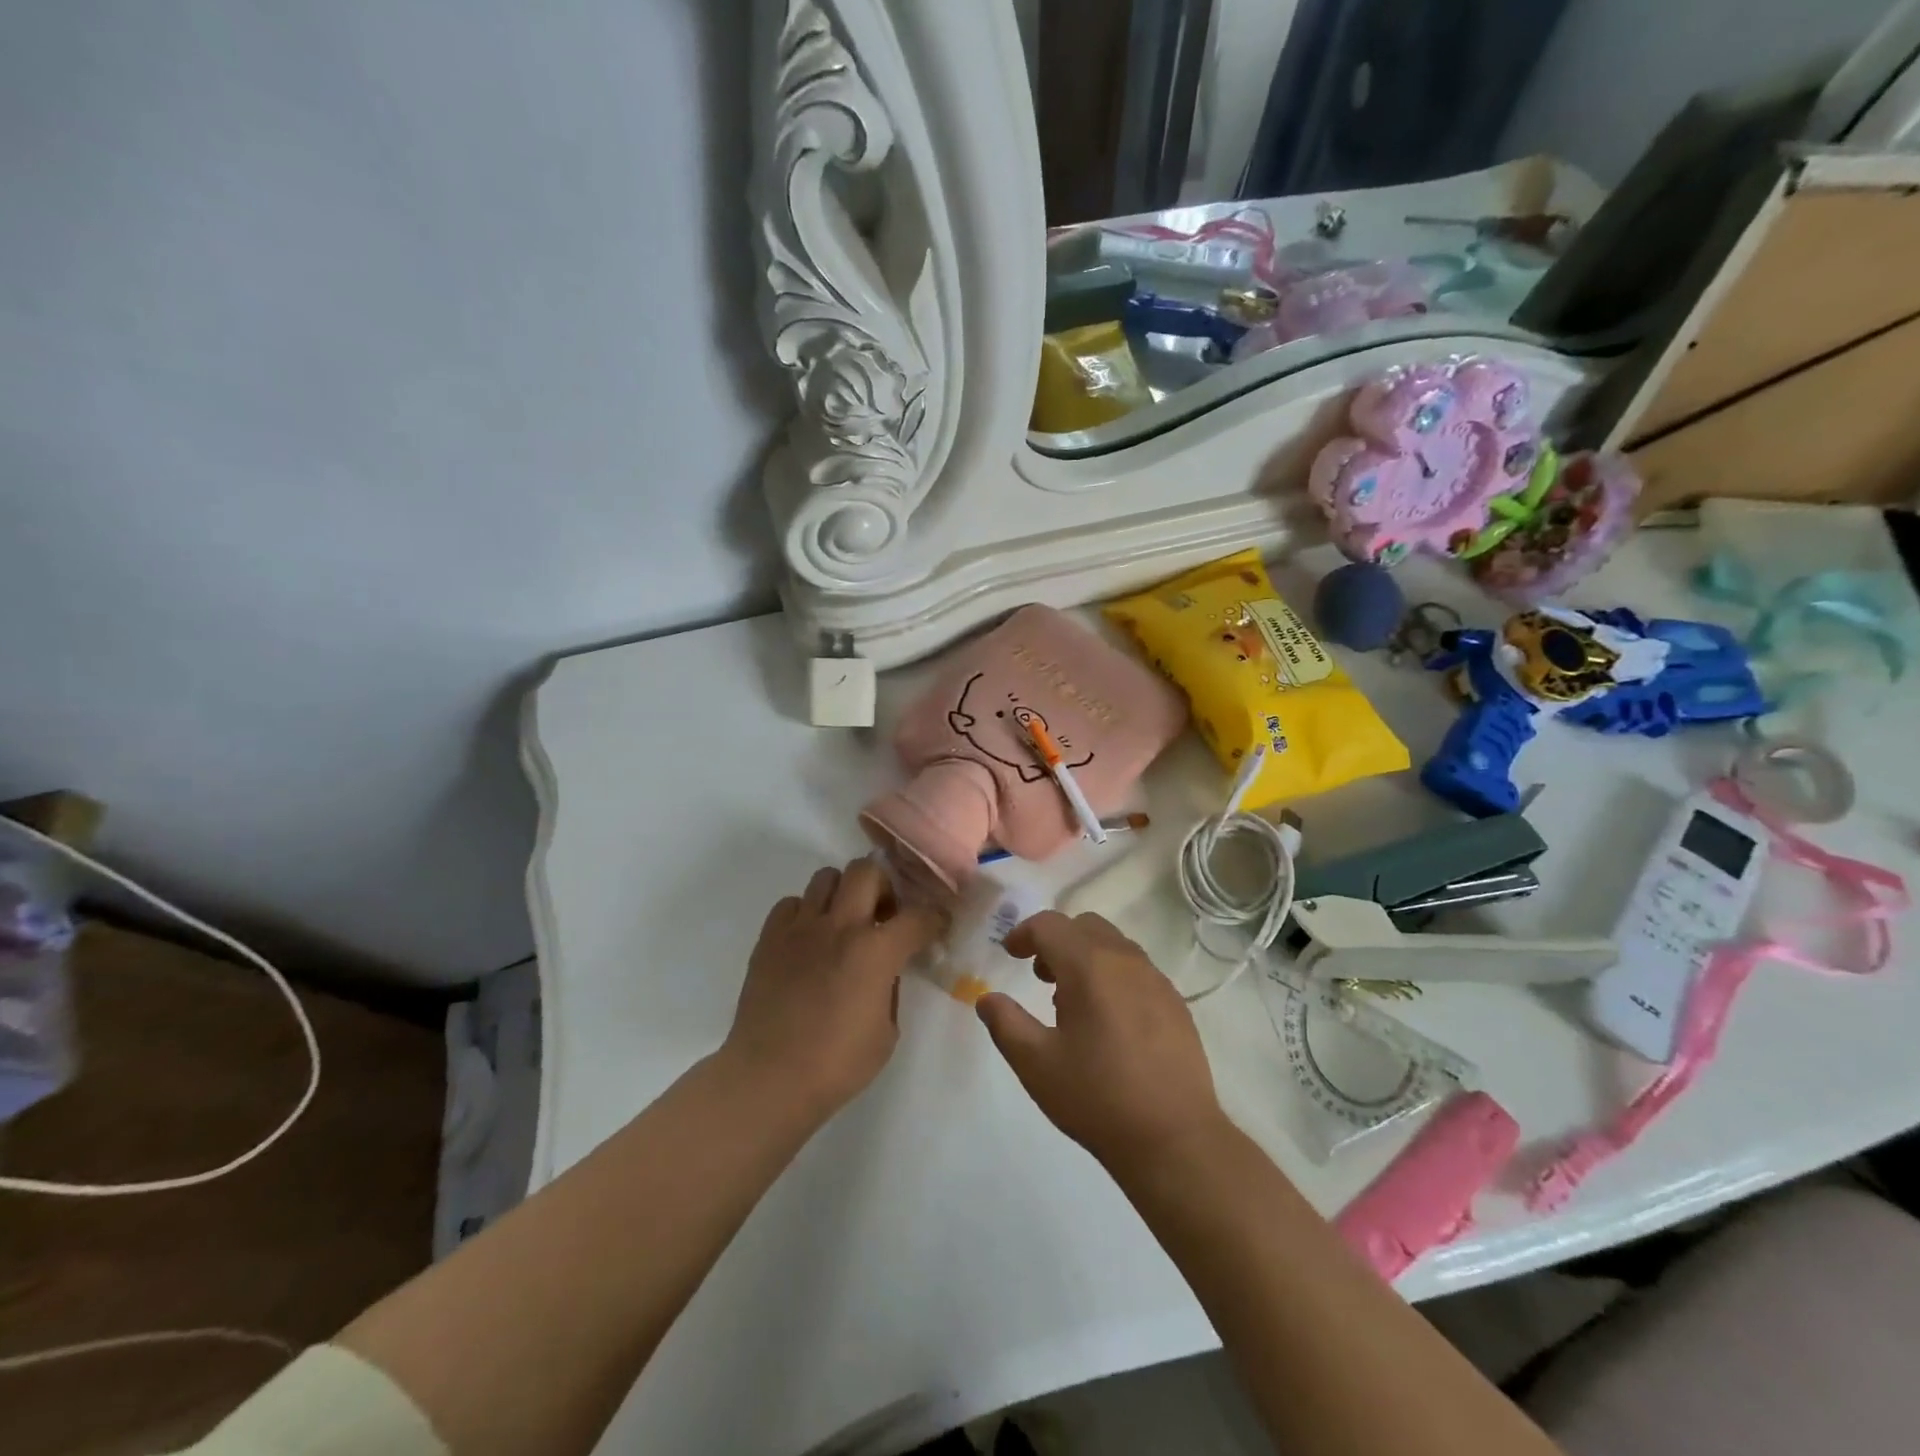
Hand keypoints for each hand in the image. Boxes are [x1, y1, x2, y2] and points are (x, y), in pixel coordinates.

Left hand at [722, 859, 942, 1120]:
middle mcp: (840, 926)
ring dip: (843, 894)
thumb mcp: (886, 1032)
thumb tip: (885, 970)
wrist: (768, 1078)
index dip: (934, 918)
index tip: (935, 926)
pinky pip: (791, 903)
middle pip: (867, 870)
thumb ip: (890, 988)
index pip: (918, 916)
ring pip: (826, 877)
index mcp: (876, 951)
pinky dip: (805, 913)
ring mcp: (801, 928)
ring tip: (843, 923)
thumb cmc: (836, 1065)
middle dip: (883, 886)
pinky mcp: (769, 937)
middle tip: (883, 914)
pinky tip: (808, 940)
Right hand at [976, 910, 1225, 1174]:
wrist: (1174, 1138)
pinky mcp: (1176, 1003)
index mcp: (1089, 966)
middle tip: (1040, 975)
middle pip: (1084, 926)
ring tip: (1072, 1000)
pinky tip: (1108, 1020)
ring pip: (1114, 944)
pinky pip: (1137, 969)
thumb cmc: (1097, 1098)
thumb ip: (1005, 1023)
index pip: (1050, 925)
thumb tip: (987, 999)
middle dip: (1057, 940)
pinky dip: (1113, 974)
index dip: (1024, 933)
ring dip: (1086, 955)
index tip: (1010, 955)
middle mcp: (1125, 960)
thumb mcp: (1036, 1064)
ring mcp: (1156, 980)